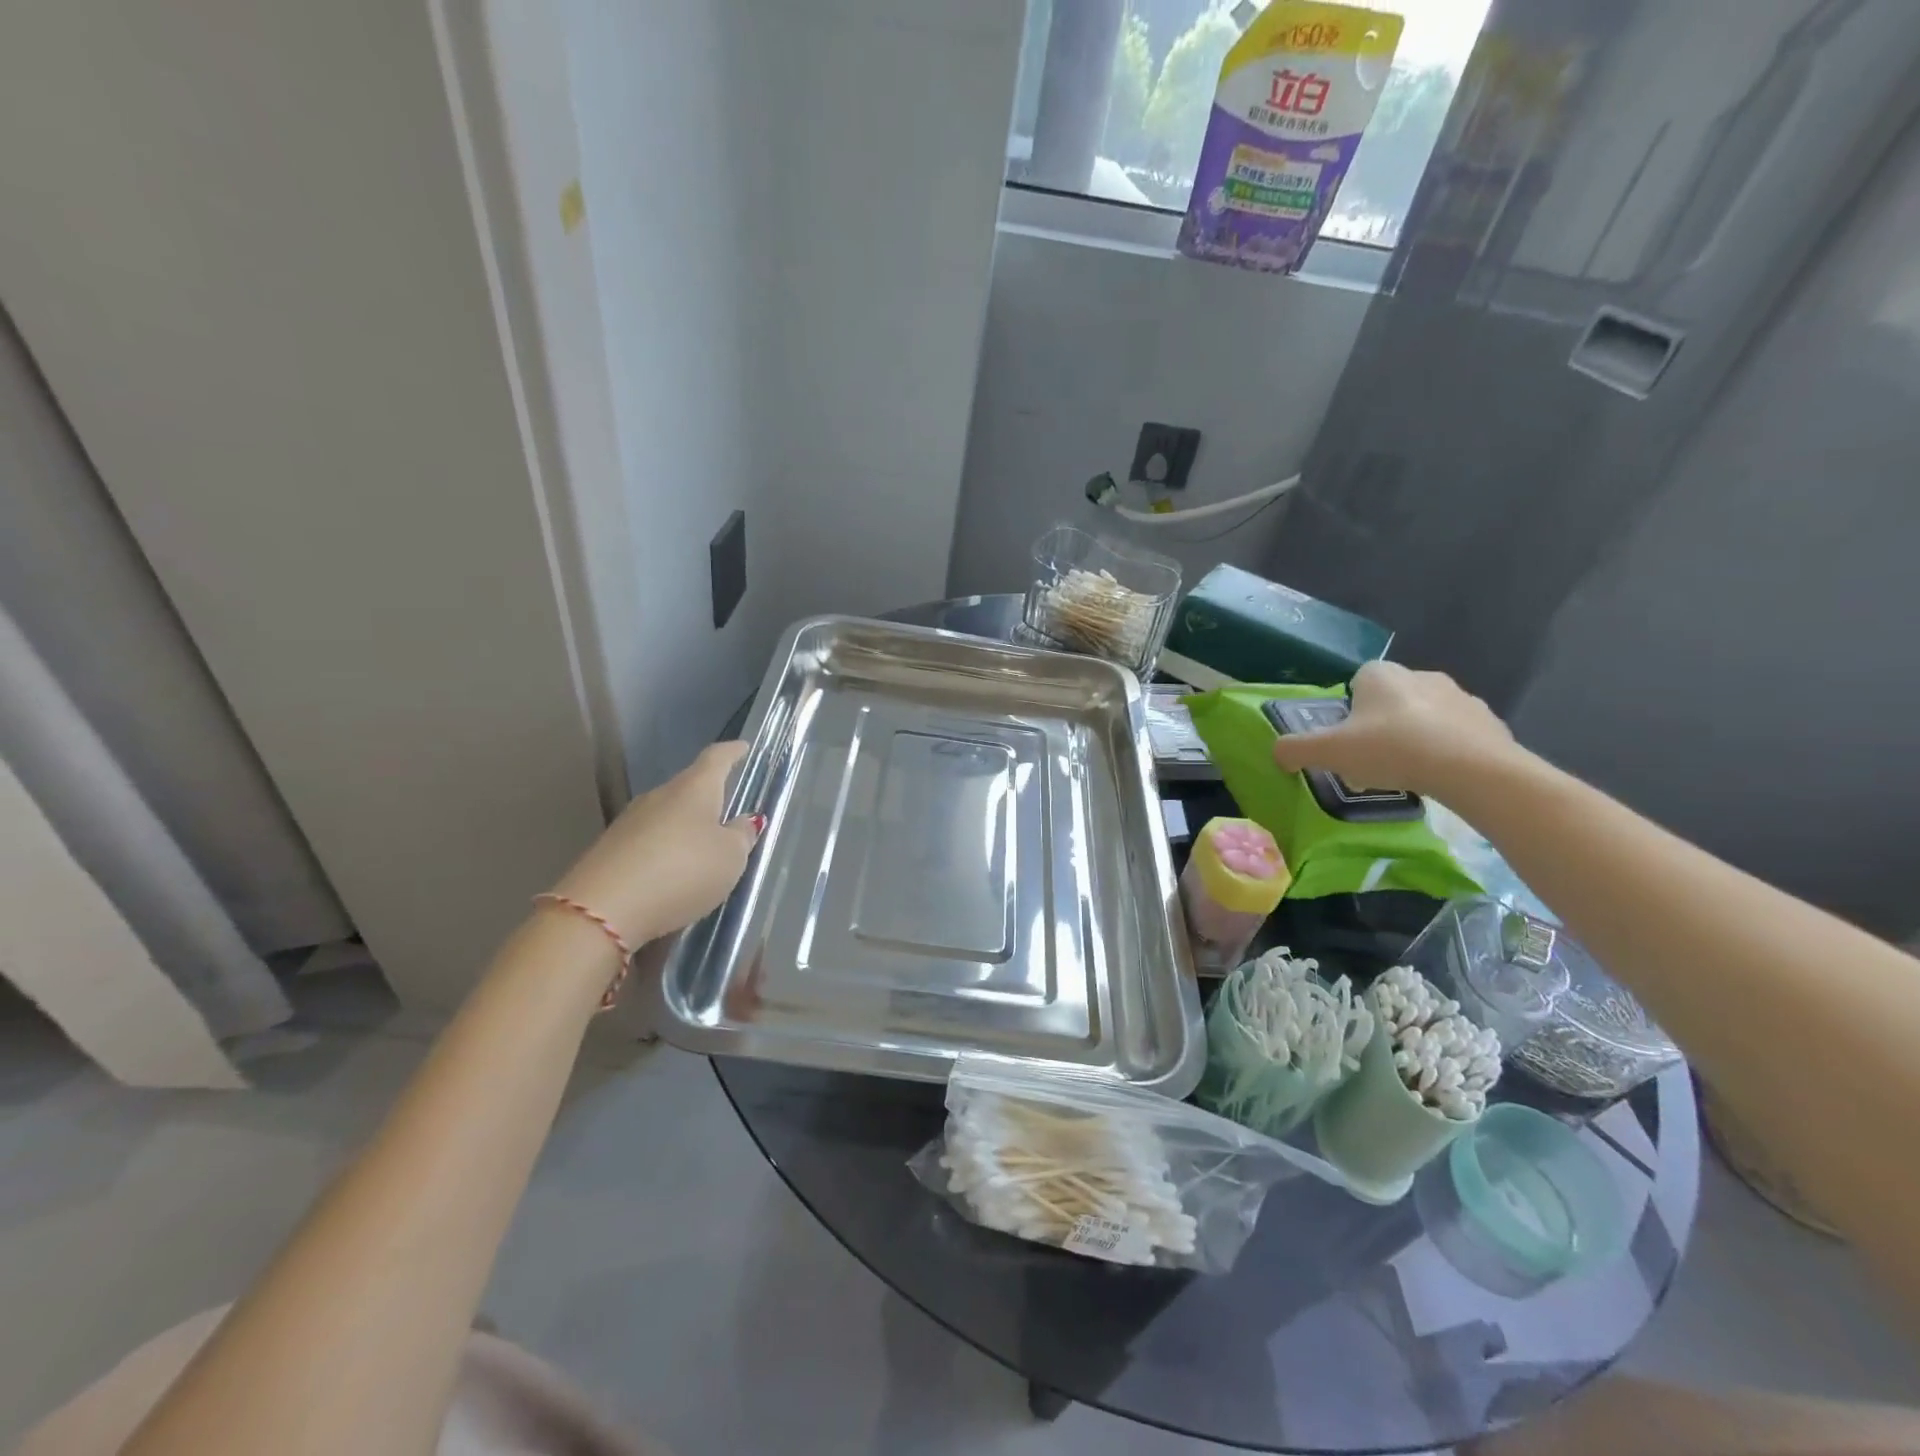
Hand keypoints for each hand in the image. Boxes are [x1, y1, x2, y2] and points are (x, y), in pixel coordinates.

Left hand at [550, 742, 761, 945]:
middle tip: (728, 811)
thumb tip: (744, 820)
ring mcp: (628, 823)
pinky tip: (672, 874)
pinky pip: (647, 843)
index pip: (716, 759)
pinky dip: (664, 852)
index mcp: (694, 789)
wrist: (602, 910)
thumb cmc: (682, 872)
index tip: (744, 747)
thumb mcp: (730, 858)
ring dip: (685, 828)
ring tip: (702, 849)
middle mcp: (659, 797)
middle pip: (688, 789)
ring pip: (666, 816)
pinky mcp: (609, 852)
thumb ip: (741, 836)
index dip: (732, 752)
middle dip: (708, 797)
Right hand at [1270, 661, 1516, 797]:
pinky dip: (1448, 751)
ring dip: (1415, 736)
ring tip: (1407, 772)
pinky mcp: (1490, 722)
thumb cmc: (1392, 749)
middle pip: (1391, 698)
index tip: (1347, 739)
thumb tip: (1278, 753)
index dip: (1349, 709)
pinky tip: (1440, 777)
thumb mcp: (1329, 752)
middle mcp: (1421, 675)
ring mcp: (1461, 697)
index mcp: (1381, 675)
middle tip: (1372, 759)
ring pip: (1426, 715)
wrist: (1473, 770)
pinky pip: (1458, 734)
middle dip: (1381, 723)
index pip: (1358, 680)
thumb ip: (1295, 749)